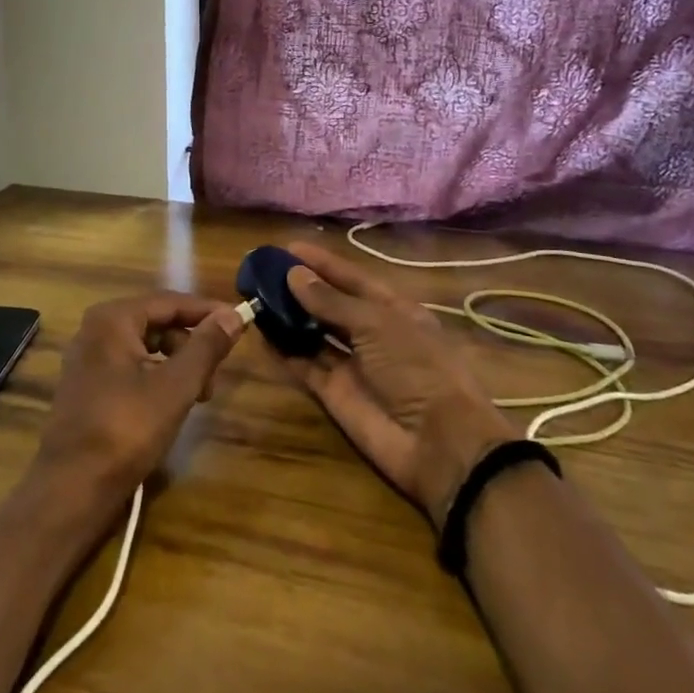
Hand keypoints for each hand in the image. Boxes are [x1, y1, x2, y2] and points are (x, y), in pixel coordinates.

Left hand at [32, 293, 246, 508]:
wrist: (71, 488)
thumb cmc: (126, 429)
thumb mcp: (175, 387)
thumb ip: (205, 347)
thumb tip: (233, 316)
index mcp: (113, 318)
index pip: (170, 301)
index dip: (207, 312)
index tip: (239, 323)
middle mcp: (96, 329)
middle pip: (157, 322)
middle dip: (191, 344)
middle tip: (215, 375)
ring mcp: (88, 358)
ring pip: (146, 347)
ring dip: (177, 364)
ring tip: (199, 396)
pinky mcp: (87, 386)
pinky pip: (131, 366)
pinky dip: (157, 377)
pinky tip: (172, 404)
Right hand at [279, 241, 517, 527]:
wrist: (438, 444)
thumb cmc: (417, 368)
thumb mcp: (376, 324)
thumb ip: (332, 301)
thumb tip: (294, 274)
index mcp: (392, 309)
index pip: (351, 278)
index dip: (322, 263)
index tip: (287, 248)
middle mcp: (371, 333)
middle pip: (330, 304)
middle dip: (301, 288)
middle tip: (262, 272)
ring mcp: (352, 364)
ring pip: (314, 333)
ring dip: (288, 317)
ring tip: (255, 296)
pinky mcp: (335, 393)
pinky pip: (305, 366)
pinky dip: (284, 351)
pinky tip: (260, 332)